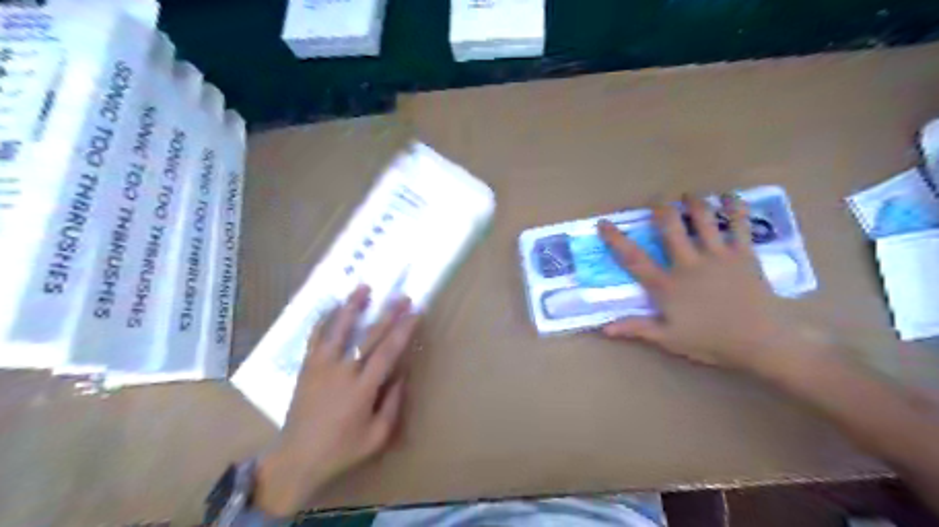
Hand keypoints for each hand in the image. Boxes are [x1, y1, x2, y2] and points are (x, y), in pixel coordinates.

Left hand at [255, 286, 420, 517]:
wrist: (297, 458)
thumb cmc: (341, 449)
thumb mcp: (377, 436)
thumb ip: (393, 404)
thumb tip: (402, 374)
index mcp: (362, 389)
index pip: (387, 352)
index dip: (403, 330)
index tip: (415, 313)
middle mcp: (342, 371)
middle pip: (368, 336)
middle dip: (388, 314)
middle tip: (401, 296)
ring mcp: (321, 366)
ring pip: (338, 329)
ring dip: (352, 307)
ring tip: (363, 287)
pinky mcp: (307, 367)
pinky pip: (315, 338)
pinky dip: (324, 320)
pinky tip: (332, 306)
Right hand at [602, 194, 806, 375]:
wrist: (760, 343)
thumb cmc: (710, 341)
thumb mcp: (668, 338)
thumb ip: (636, 328)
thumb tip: (604, 328)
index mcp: (667, 285)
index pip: (634, 259)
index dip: (616, 240)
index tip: (604, 223)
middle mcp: (688, 264)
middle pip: (670, 227)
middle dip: (661, 208)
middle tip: (657, 198)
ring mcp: (717, 256)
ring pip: (702, 219)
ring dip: (694, 202)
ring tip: (689, 194)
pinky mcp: (743, 254)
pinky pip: (739, 224)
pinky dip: (735, 208)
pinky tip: (730, 196)